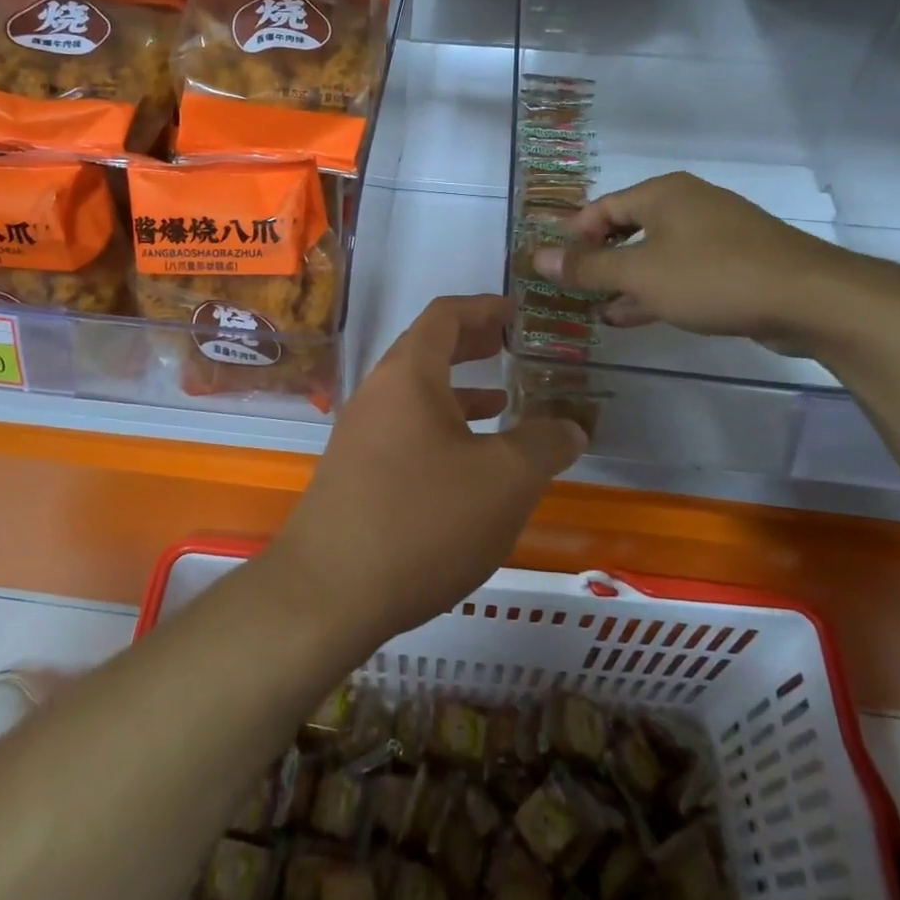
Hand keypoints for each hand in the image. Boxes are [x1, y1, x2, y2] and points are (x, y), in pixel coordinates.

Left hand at [268, 295, 586, 650]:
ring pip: (418, 394)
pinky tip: (469, 463)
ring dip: (460, 391)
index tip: (519, 314)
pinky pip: (407, 430)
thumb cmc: (422, 520)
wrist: (328, 592)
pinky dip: (443, 429)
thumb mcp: (504, 480)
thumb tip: (570, 427)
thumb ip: (545, 444)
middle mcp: (378, 392)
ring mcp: (361, 433)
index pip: (445, 315)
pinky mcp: (356, 471)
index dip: (485, 307)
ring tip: (505, 402)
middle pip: (428, 349)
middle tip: (514, 348)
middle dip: (473, 345)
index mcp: (409, 374)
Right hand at [532, 172, 872, 347]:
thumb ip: (587, 267)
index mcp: (663, 194)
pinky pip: (683, 272)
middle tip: (573, 290)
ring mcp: (716, 234)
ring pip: (656, 254)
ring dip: (626, 281)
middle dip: (599, 261)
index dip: (573, 235)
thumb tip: (536, 257)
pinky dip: (657, 290)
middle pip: (629, 228)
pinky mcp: (736, 263)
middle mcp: (688, 205)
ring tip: (597, 309)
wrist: (809, 298)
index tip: (554, 267)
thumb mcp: (640, 273)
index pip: (602, 207)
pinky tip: (635, 316)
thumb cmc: (712, 276)